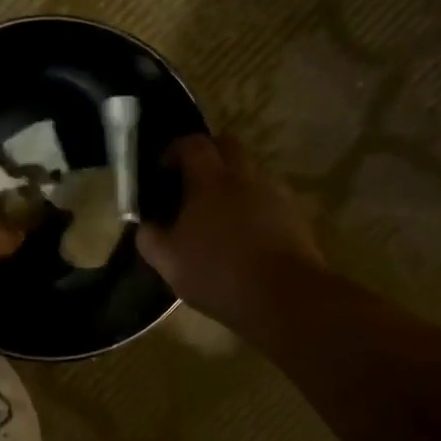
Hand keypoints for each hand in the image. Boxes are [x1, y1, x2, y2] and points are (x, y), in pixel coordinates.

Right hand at [138, 135, 324, 330]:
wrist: (285, 297)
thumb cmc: (218, 273)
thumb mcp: (168, 262)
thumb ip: (150, 238)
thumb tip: (145, 226)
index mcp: (210, 180)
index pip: (192, 144)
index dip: (174, 151)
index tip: (163, 171)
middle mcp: (245, 176)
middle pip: (227, 145)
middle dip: (208, 155)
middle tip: (192, 182)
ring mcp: (274, 193)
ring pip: (251, 170)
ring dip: (233, 180)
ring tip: (219, 213)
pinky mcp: (295, 214)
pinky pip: (269, 196)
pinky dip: (254, 204)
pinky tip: (245, 234)